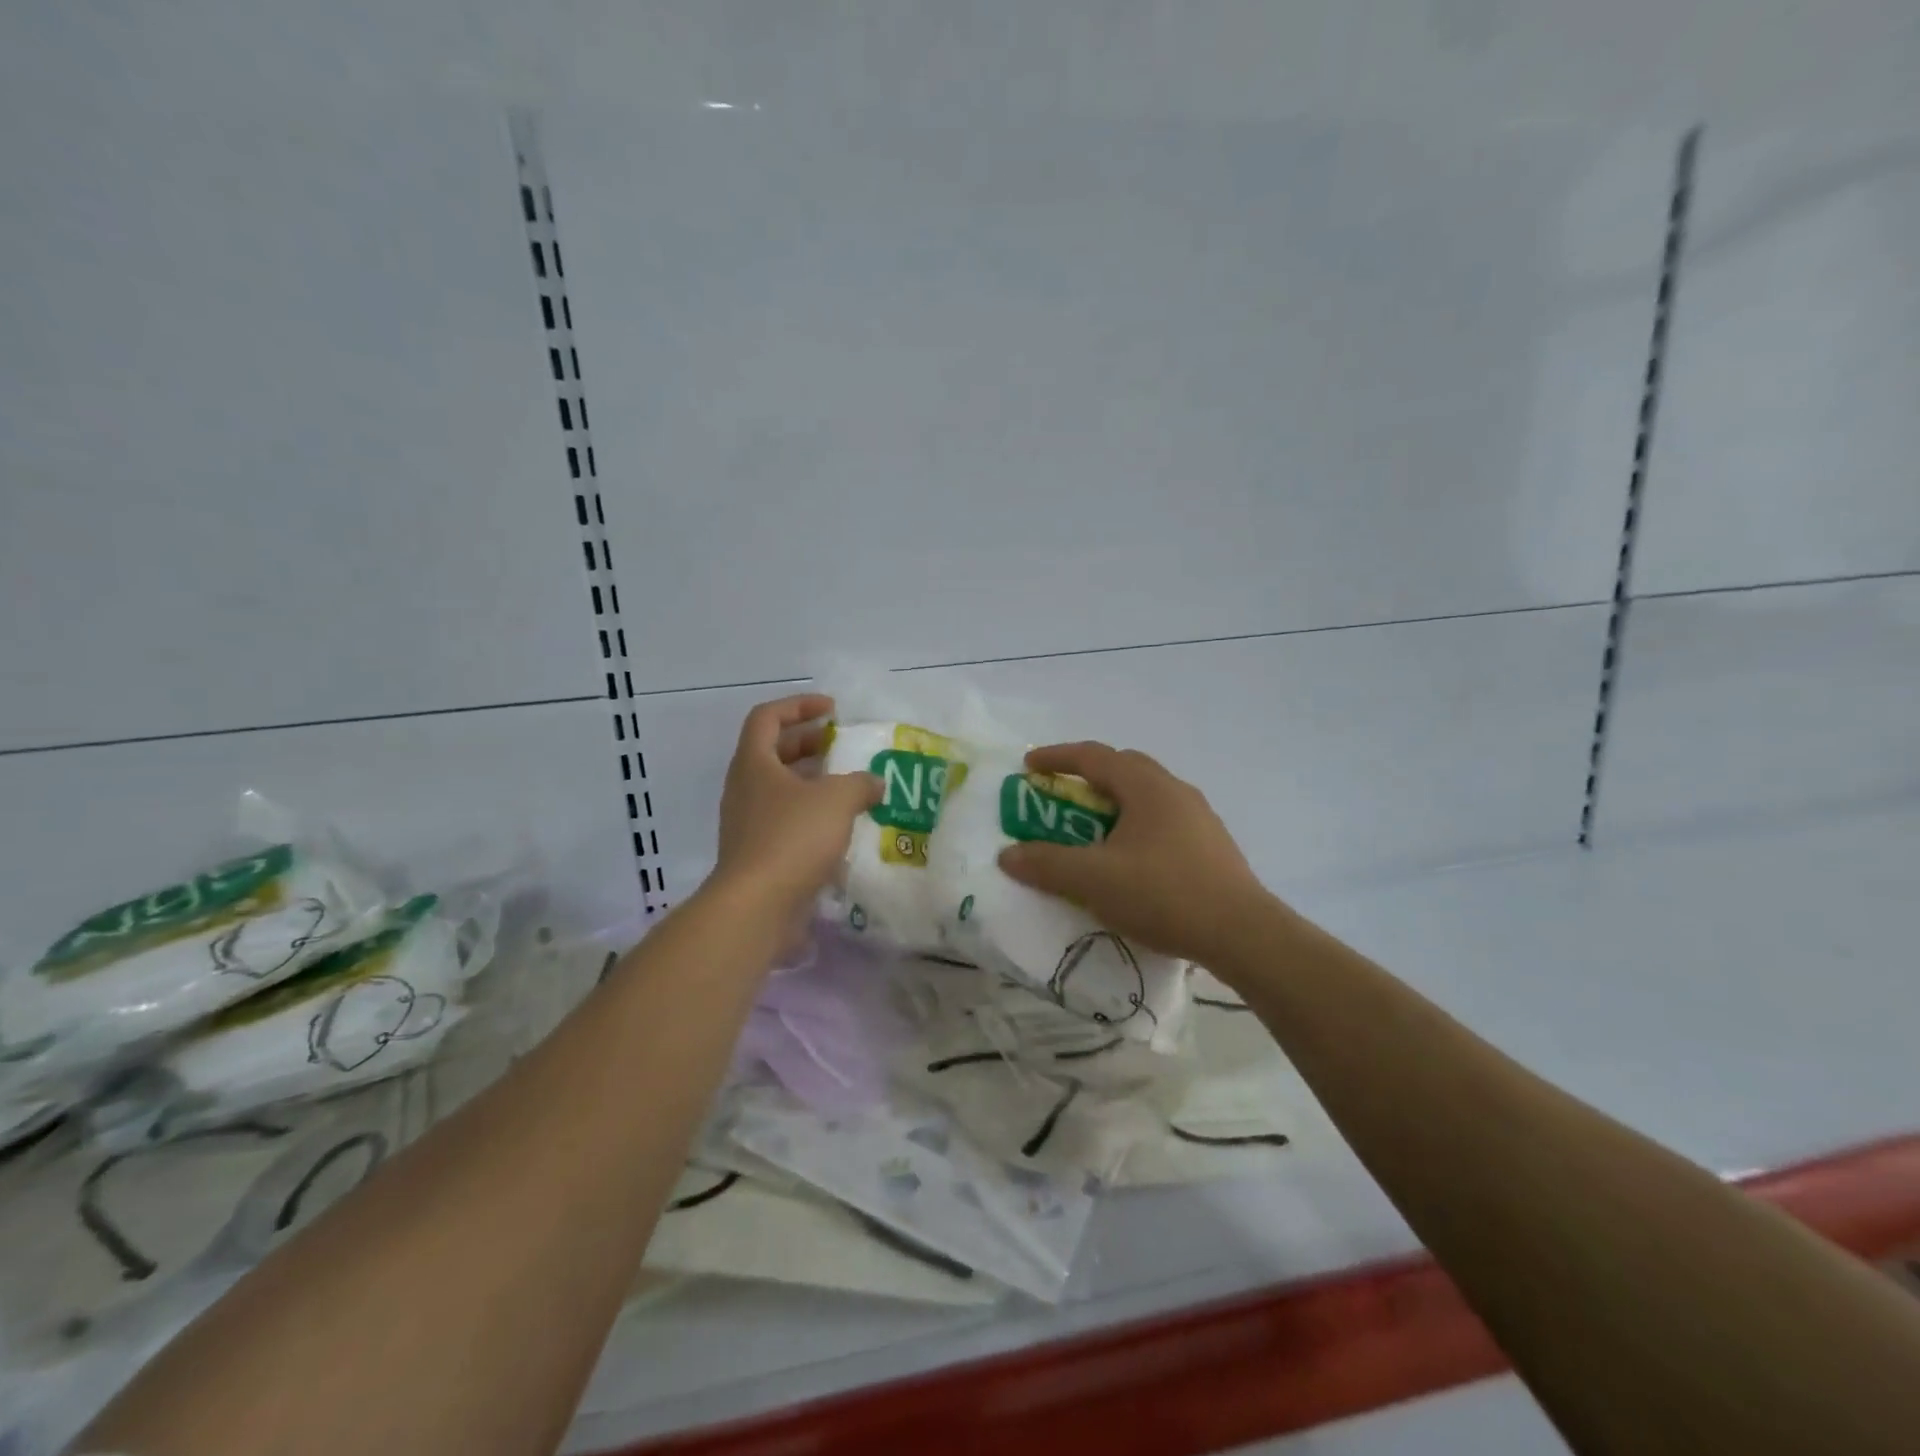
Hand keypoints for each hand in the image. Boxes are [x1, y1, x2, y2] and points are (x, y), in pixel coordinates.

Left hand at [713, 695, 880, 925]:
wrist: (757, 905)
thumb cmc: (793, 838)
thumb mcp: (837, 799)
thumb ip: (860, 783)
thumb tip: (874, 783)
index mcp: (753, 763)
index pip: (767, 717)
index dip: (799, 705)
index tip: (832, 710)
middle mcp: (745, 788)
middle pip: (774, 751)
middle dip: (809, 742)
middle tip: (843, 746)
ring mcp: (748, 822)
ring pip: (781, 788)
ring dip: (814, 781)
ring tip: (850, 785)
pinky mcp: (758, 853)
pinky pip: (786, 820)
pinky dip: (812, 814)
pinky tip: (842, 826)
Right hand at [997, 742, 1275, 966]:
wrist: (1242, 934)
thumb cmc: (1163, 894)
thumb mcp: (1093, 880)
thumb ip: (1047, 864)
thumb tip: (1008, 855)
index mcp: (1146, 786)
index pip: (1094, 756)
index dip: (1057, 757)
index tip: (1029, 766)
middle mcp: (1175, 790)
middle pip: (1123, 768)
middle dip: (1087, 777)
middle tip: (1061, 796)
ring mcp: (1199, 817)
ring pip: (1146, 795)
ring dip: (1114, 803)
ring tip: (1093, 830)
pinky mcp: (1212, 845)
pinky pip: (1163, 820)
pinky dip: (1136, 826)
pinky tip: (1131, 860)